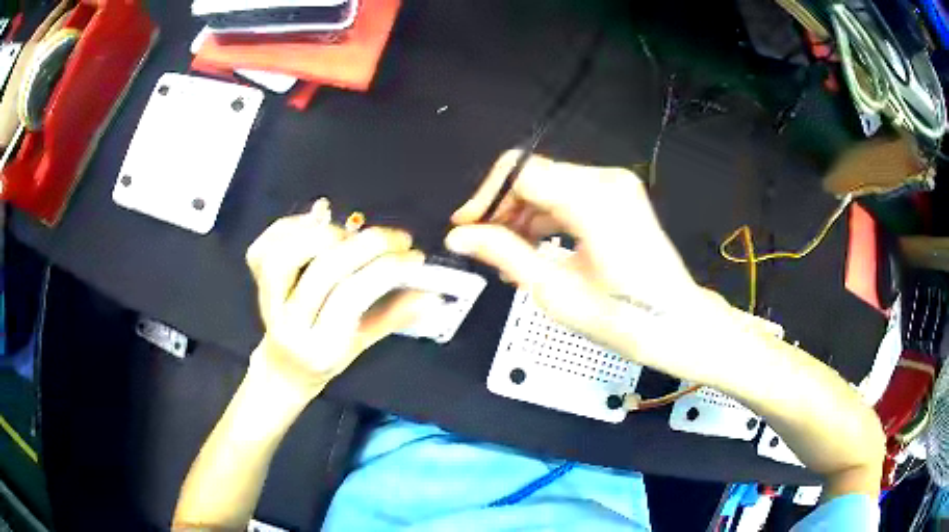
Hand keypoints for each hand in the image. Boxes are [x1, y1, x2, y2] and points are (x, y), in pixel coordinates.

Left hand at [245, 199, 431, 398]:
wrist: (285, 365)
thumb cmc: (327, 357)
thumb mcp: (364, 344)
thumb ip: (394, 316)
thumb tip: (433, 293)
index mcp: (319, 346)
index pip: (351, 296)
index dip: (385, 269)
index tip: (415, 256)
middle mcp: (287, 323)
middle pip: (322, 270)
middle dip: (366, 245)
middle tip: (396, 237)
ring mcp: (265, 301)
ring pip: (284, 256)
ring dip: (323, 234)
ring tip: (351, 233)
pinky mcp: (253, 281)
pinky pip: (264, 246)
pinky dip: (290, 225)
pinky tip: (316, 222)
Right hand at [447, 151, 707, 367]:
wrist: (676, 324)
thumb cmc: (621, 318)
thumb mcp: (555, 291)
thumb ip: (505, 253)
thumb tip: (458, 237)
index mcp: (593, 199)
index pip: (521, 172)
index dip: (487, 197)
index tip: (466, 229)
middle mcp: (606, 180)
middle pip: (535, 176)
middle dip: (503, 209)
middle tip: (484, 248)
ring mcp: (616, 186)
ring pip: (549, 185)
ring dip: (522, 216)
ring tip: (507, 258)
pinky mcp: (619, 197)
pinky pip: (569, 195)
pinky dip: (546, 218)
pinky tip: (534, 249)